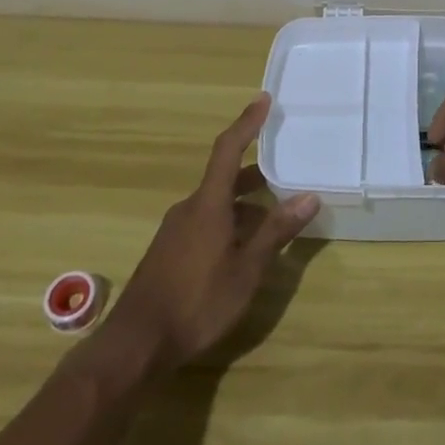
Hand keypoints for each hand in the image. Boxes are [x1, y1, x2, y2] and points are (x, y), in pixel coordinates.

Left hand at [92, 94, 318, 378]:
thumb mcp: (246, 270)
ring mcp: (176, 231)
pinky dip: (230, 222)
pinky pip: (206, 222)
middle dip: (256, 174)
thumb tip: (309, 196)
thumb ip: (276, 232)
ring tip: (274, 217)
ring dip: (245, 204)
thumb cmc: (196, 302)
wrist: (134, 345)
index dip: (247, 123)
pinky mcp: (169, 252)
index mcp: (208, 204)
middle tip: (286, 171)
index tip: (264, 100)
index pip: (229, 149)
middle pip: (225, 177)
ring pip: (216, 203)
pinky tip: (245, 248)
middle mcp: (189, 208)